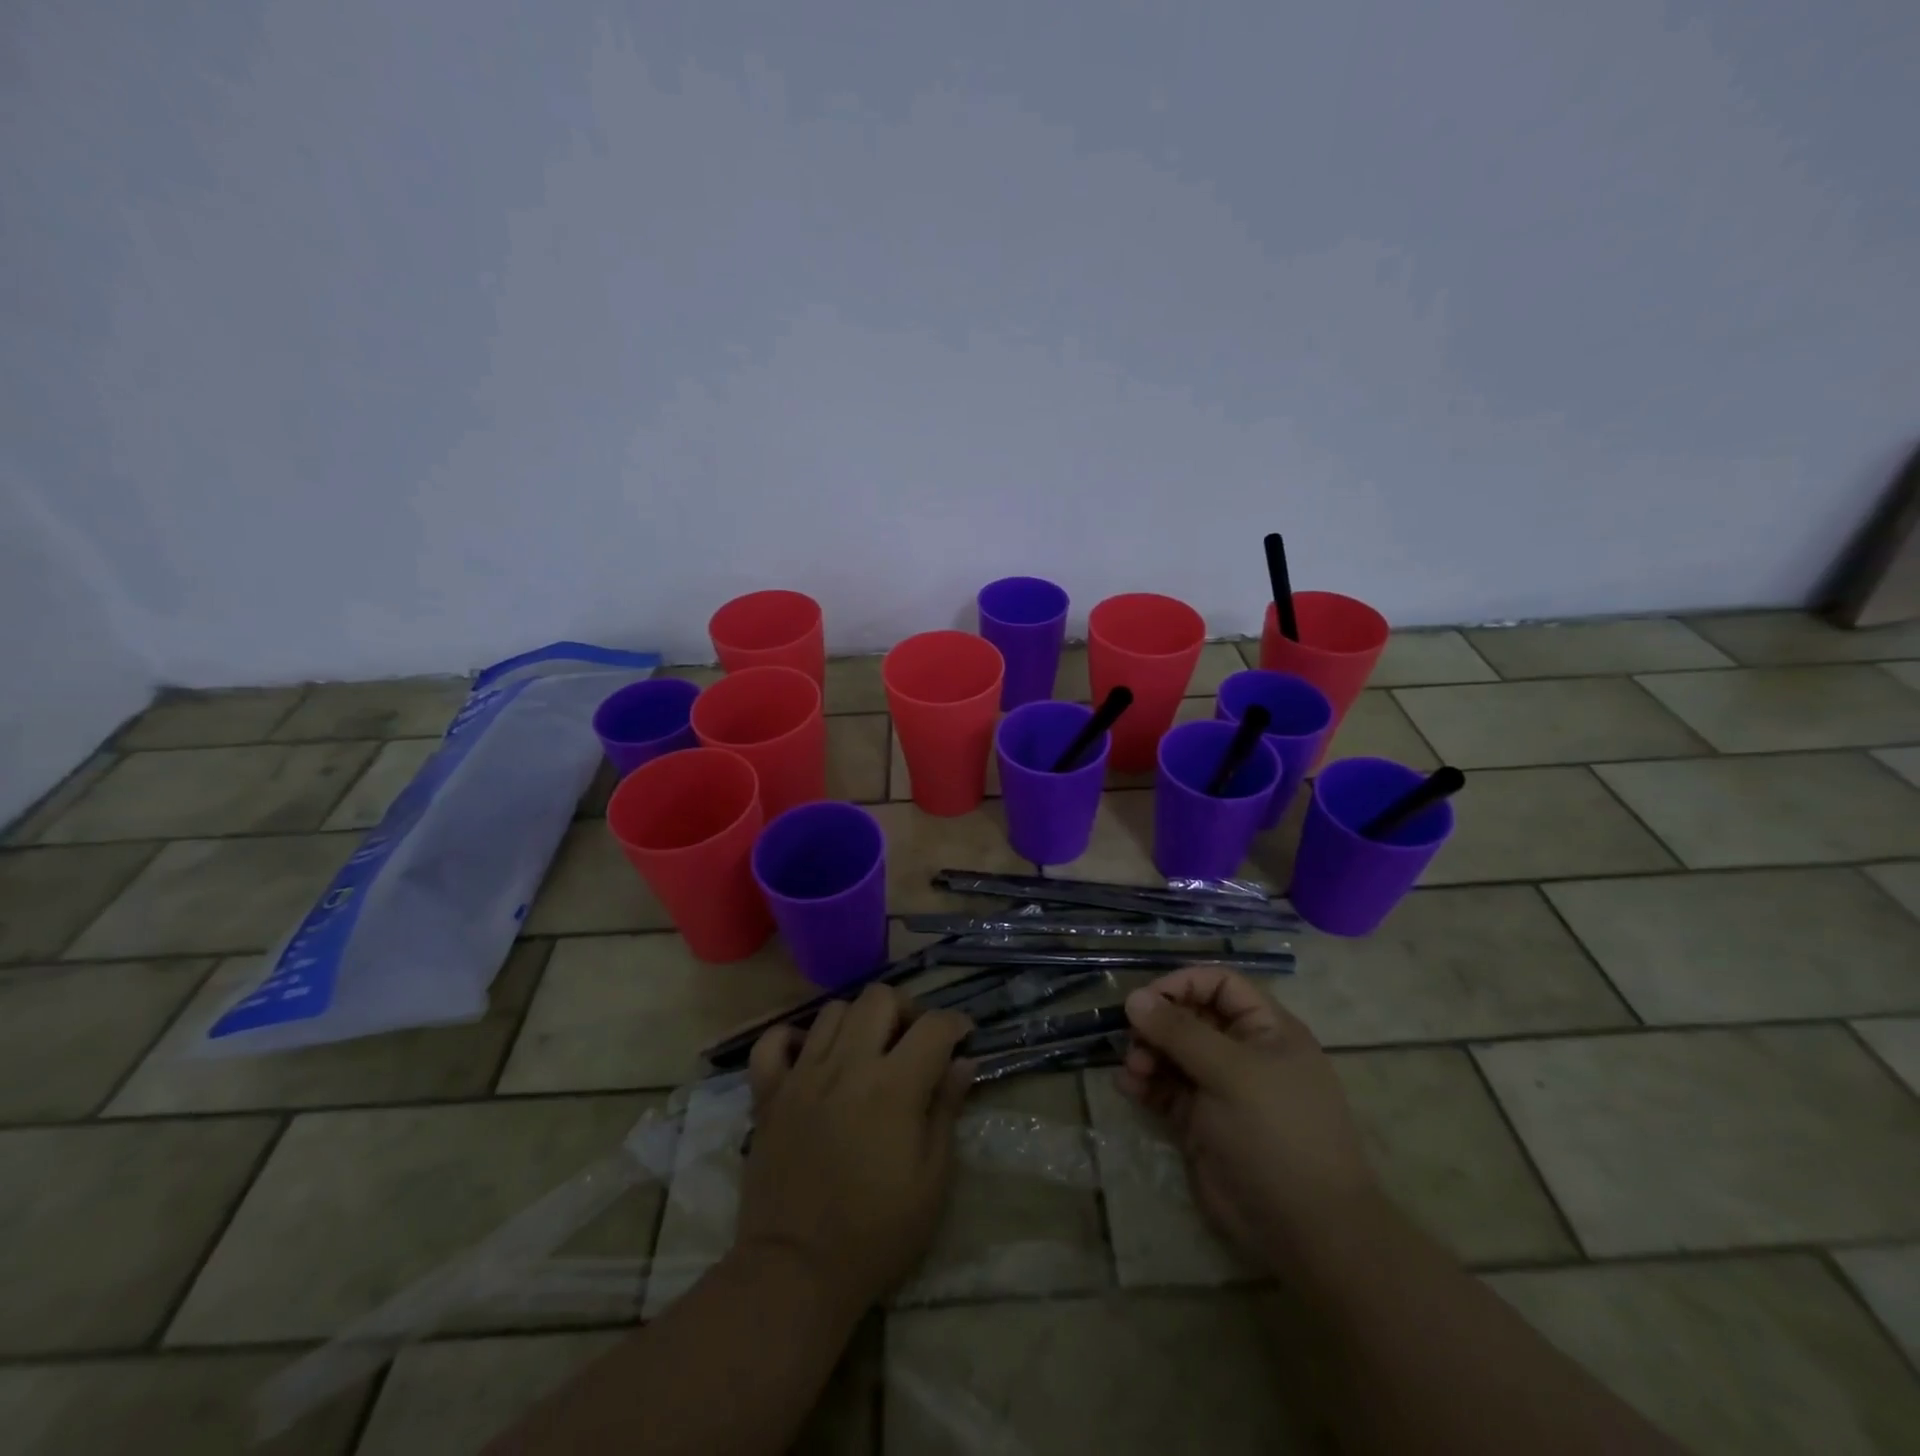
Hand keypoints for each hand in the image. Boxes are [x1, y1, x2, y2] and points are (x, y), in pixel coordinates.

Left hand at [739, 984, 972, 1313]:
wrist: (796, 1272)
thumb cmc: (877, 1233)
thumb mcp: (932, 1180)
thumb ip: (946, 1110)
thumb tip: (963, 1062)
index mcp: (893, 1086)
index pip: (933, 1026)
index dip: (956, 1023)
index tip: (963, 1036)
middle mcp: (847, 1065)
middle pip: (879, 997)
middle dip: (906, 1009)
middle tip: (913, 1041)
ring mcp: (802, 1075)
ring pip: (832, 1011)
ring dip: (858, 1021)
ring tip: (867, 1051)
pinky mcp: (768, 1094)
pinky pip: (772, 1042)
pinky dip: (792, 1039)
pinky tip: (810, 1058)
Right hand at [1119, 967, 1378, 1275]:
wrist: (1306, 1231)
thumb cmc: (1277, 1134)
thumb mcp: (1231, 1073)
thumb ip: (1180, 1032)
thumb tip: (1134, 998)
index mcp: (1266, 1030)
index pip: (1220, 985)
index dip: (1183, 984)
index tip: (1146, 1000)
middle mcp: (1243, 1053)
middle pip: (1190, 1017)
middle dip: (1158, 1024)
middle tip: (1133, 1040)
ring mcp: (1221, 1089)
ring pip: (1173, 1053)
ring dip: (1147, 1053)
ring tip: (1133, 1070)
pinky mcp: (1200, 1122)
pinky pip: (1166, 1089)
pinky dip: (1146, 1084)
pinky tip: (1128, 1088)